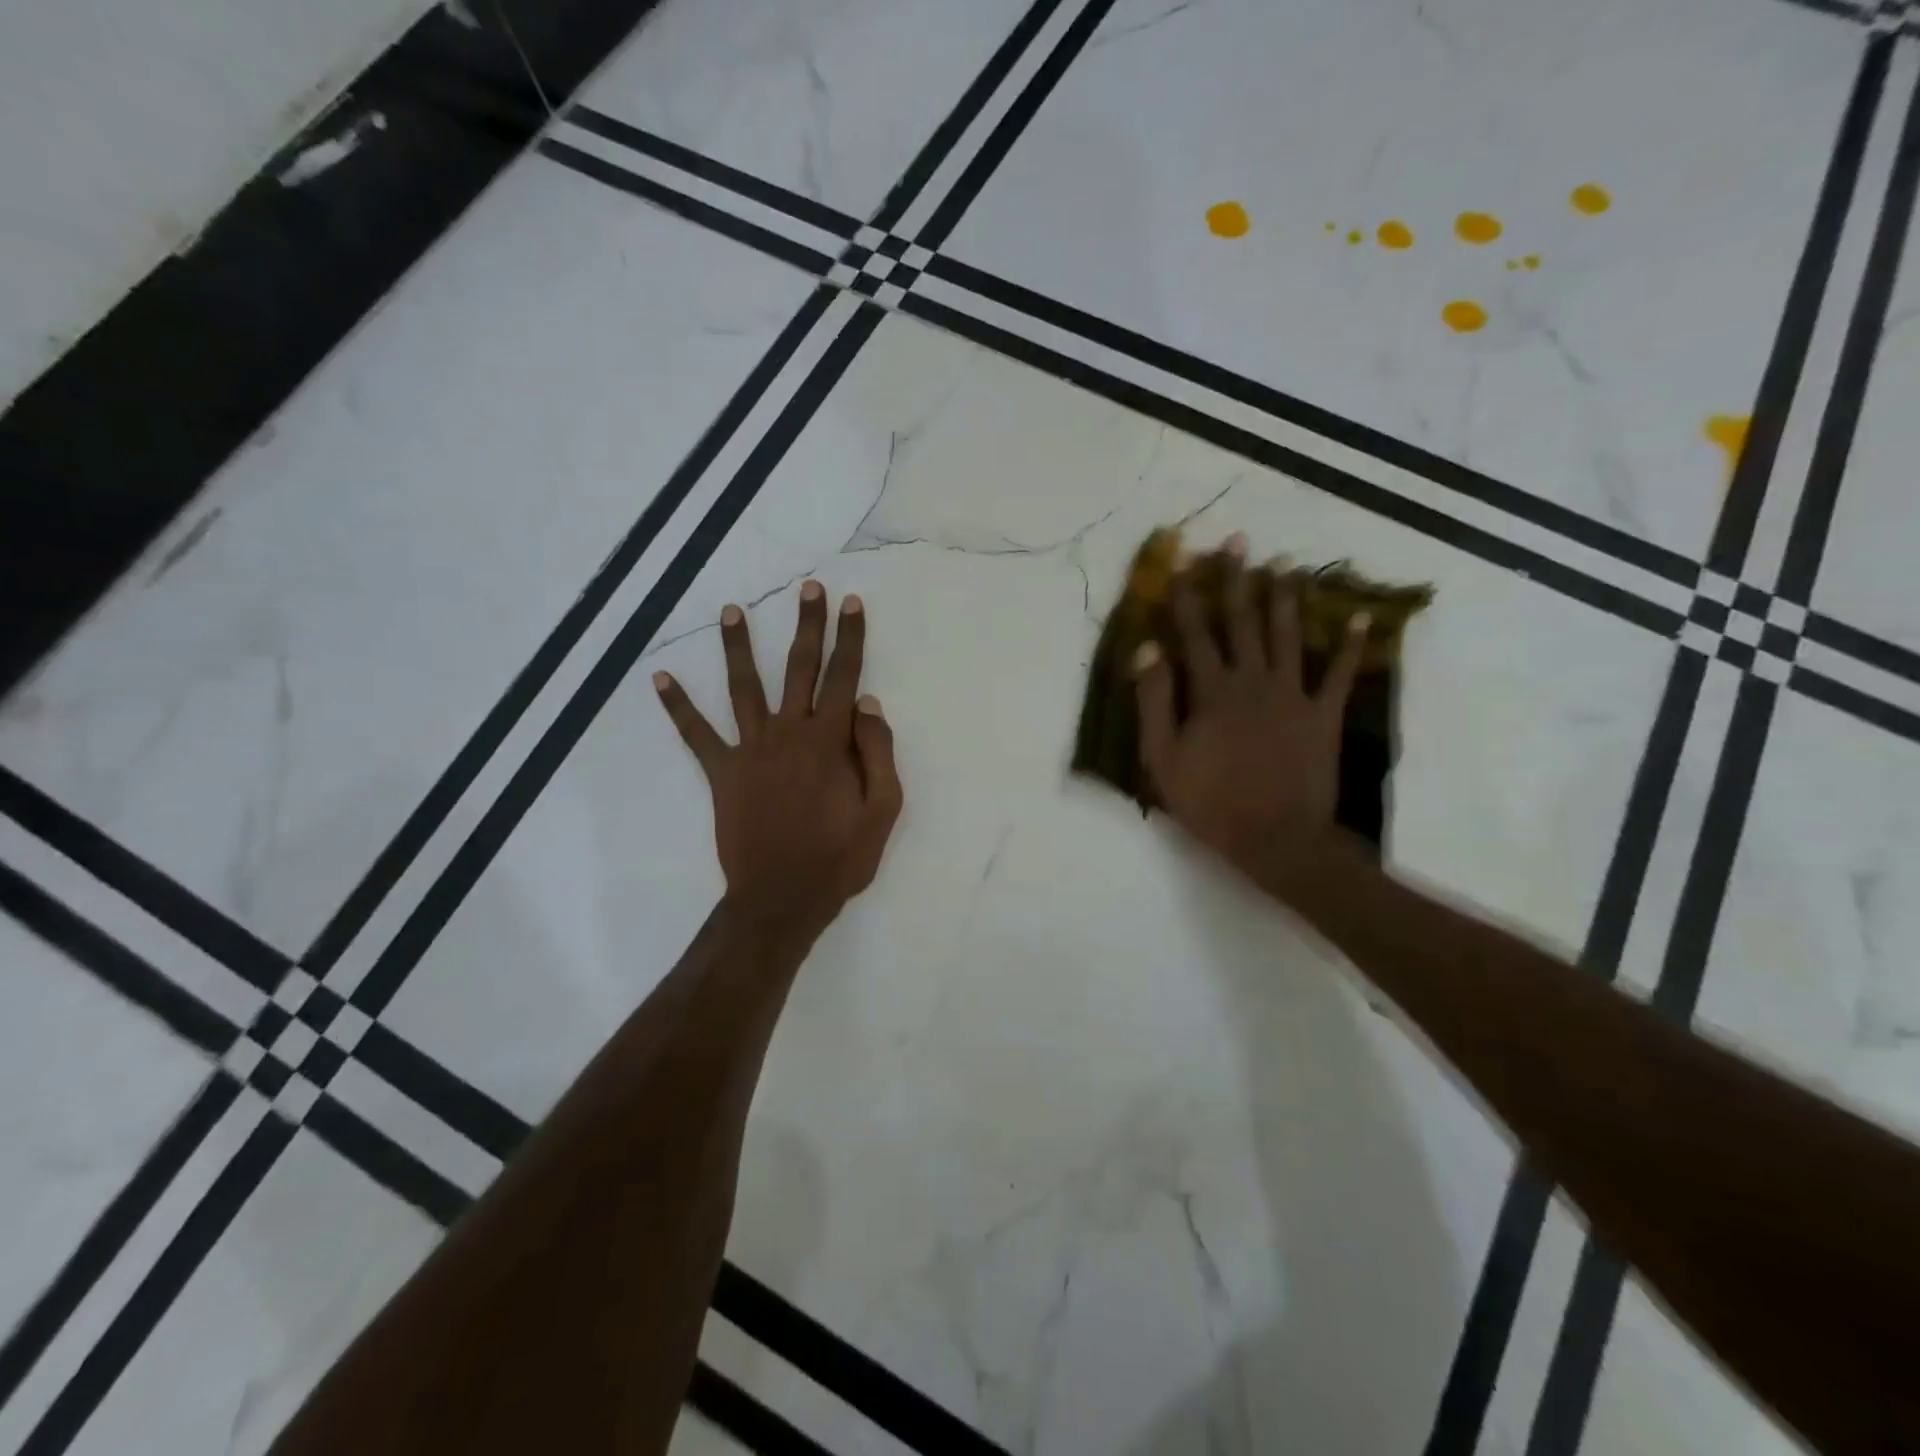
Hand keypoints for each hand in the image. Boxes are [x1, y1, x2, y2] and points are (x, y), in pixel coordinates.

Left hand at [654, 581, 902, 940]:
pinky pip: (697, 734)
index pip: (845, 677)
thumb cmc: (839, 858)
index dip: (851, 638)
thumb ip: (879, 753)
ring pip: (744, 687)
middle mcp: (789, 733)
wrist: (782, 899)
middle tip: (809, 588)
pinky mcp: (723, 772)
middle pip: (799, 668)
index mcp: (830, 741)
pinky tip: (659, 678)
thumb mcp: (883, 811)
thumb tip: (868, 702)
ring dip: (738, 646)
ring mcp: (751, 750)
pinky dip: (678, 707)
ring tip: (730, 610)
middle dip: (808, 625)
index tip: (850, 604)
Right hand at [1134, 545, 1368, 894]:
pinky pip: (1339, 673)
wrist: (1276, 838)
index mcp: (1212, 691)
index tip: (1182, 558)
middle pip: (1243, 621)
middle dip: (1238, 579)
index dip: (1186, 594)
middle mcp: (1253, 680)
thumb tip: (1145, 649)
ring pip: (1288, 635)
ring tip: (1284, 564)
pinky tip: (1361, 616)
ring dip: (1285, 597)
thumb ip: (1154, 701)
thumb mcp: (1163, 757)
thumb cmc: (1211, 801)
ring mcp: (1293, 694)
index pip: (1194, 632)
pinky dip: (1351, 645)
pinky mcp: (1323, 714)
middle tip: (1239, 541)